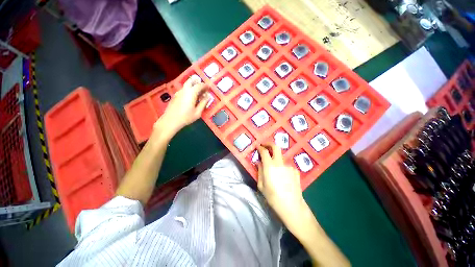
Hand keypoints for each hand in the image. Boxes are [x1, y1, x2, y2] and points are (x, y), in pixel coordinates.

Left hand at [154, 76, 209, 137]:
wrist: (170, 120)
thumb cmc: (186, 117)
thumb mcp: (198, 112)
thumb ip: (203, 103)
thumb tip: (208, 97)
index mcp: (191, 93)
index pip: (200, 85)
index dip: (205, 86)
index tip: (209, 87)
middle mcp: (184, 90)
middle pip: (191, 80)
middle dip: (198, 82)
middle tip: (203, 87)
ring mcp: (178, 92)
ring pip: (186, 85)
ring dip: (193, 86)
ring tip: (198, 92)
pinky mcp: (175, 95)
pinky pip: (184, 89)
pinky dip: (189, 90)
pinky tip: (191, 97)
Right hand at [257, 143, 305, 228]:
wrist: (292, 206)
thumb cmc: (273, 197)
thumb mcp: (261, 185)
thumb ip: (259, 171)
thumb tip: (259, 162)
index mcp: (270, 166)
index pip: (264, 151)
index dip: (260, 147)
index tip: (258, 146)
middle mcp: (280, 163)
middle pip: (276, 147)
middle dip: (269, 144)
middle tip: (265, 146)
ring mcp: (289, 166)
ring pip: (281, 157)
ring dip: (276, 159)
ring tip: (275, 171)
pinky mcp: (295, 170)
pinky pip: (286, 165)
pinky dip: (282, 167)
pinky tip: (283, 177)